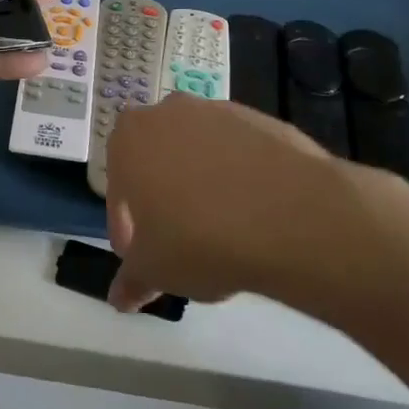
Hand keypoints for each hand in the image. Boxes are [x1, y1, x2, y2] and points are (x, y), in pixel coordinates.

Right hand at [104, 94, 406, 312]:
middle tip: (179, 242)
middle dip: (162, 198)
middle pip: (156, 161)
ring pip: (197, 153)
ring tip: (223, 231)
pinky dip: (238, 177)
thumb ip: (132, 279)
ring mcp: (216, 110)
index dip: (127, 228)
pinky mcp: (259, 118)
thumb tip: (119, 298)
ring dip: (201, 185)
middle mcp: (167, 112)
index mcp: (129, 139)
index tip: (143, 258)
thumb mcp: (155, 270)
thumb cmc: (200, 238)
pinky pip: (237, 152)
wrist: (290, 214)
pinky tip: (255, 214)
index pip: (118, 190)